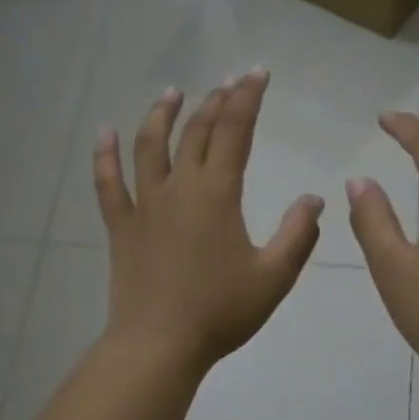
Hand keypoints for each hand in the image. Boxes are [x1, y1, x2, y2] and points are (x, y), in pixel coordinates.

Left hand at [95, 70, 323, 375]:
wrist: (159, 345)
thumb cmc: (220, 312)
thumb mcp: (274, 276)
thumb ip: (298, 234)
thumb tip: (314, 199)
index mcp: (217, 194)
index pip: (234, 131)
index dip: (247, 98)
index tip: (257, 74)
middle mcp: (179, 187)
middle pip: (196, 131)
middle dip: (215, 101)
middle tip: (229, 83)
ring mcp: (144, 204)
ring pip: (149, 145)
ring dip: (162, 114)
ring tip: (172, 93)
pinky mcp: (121, 226)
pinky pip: (108, 183)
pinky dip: (105, 155)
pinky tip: (104, 132)